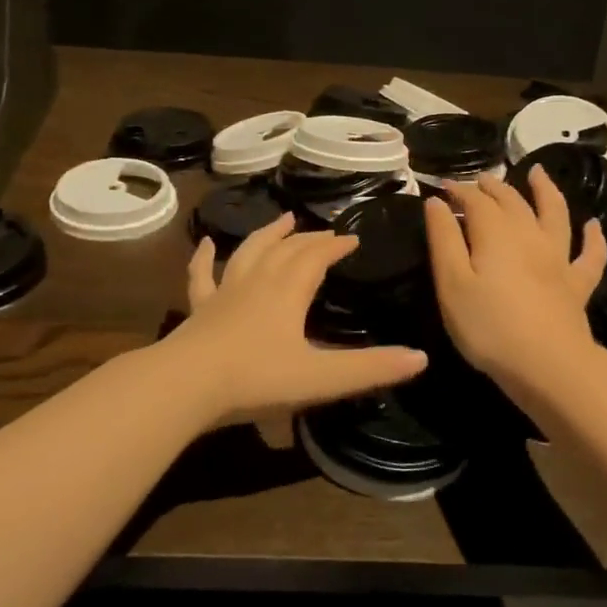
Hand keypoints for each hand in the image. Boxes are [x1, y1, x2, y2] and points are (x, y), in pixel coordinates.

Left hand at [165, 212, 428, 426]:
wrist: (186, 386)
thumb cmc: (257, 379)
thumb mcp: (321, 378)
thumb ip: (370, 368)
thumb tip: (420, 357)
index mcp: (288, 291)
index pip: (317, 257)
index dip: (336, 246)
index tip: (353, 238)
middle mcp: (258, 281)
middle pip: (287, 249)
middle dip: (309, 239)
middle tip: (326, 233)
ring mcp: (224, 292)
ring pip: (249, 252)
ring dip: (268, 234)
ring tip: (283, 220)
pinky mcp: (199, 309)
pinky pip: (202, 276)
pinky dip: (205, 258)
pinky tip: (206, 244)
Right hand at [423, 168, 606, 389]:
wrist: (547, 365)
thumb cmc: (488, 325)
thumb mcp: (451, 283)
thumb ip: (443, 239)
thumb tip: (437, 202)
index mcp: (495, 233)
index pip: (475, 201)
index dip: (459, 190)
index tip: (443, 187)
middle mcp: (529, 236)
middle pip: (512, 201)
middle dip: (493, 187)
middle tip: (480, 180)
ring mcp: (558, 259)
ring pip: (555, 214)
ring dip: (546, 191)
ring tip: (539, 173)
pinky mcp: (577, 284)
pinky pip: (590, 255)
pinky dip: (593, 237)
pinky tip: (593, 226)